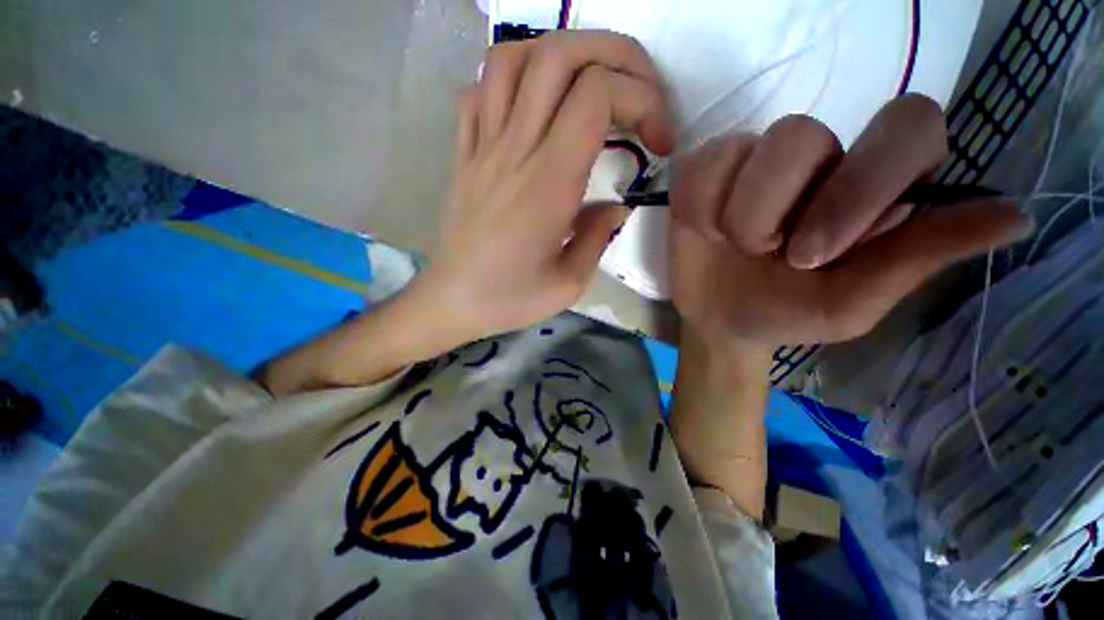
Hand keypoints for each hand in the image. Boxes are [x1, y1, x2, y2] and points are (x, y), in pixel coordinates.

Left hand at [418, 31, 675, 341]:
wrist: (452, 301)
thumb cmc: (510, 298)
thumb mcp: (569, 284)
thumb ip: (598, 237)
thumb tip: (617, 206)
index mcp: (548, 185)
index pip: (596, 97)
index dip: (642, 101)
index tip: (659, 142)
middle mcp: (514, 151)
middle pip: (559, 55)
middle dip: (615, 55)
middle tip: (640, 90)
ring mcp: (482, 147)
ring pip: (513, 57)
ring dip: (561, 54)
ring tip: (588, 85)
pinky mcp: (463, 154)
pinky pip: (479, 91)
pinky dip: (511, 79)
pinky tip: (532, 105)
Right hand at [669, 95, 1033, 348]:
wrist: (718, 320)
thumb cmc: (785, 315)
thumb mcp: (850, 304)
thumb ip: (917, 259)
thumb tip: (1015, 219)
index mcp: (873, 183)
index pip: (906, 127)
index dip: (863, 184)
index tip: (816, 255)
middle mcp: (819, 157)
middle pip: (801, 134)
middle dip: (771, 210)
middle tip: (765, 256)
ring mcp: (754, 157)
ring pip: (746, 147)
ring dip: (732, 215)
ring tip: (730, 246)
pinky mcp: (705, 171)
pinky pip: (700, 167)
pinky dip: (697, 206)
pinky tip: (703, 231)